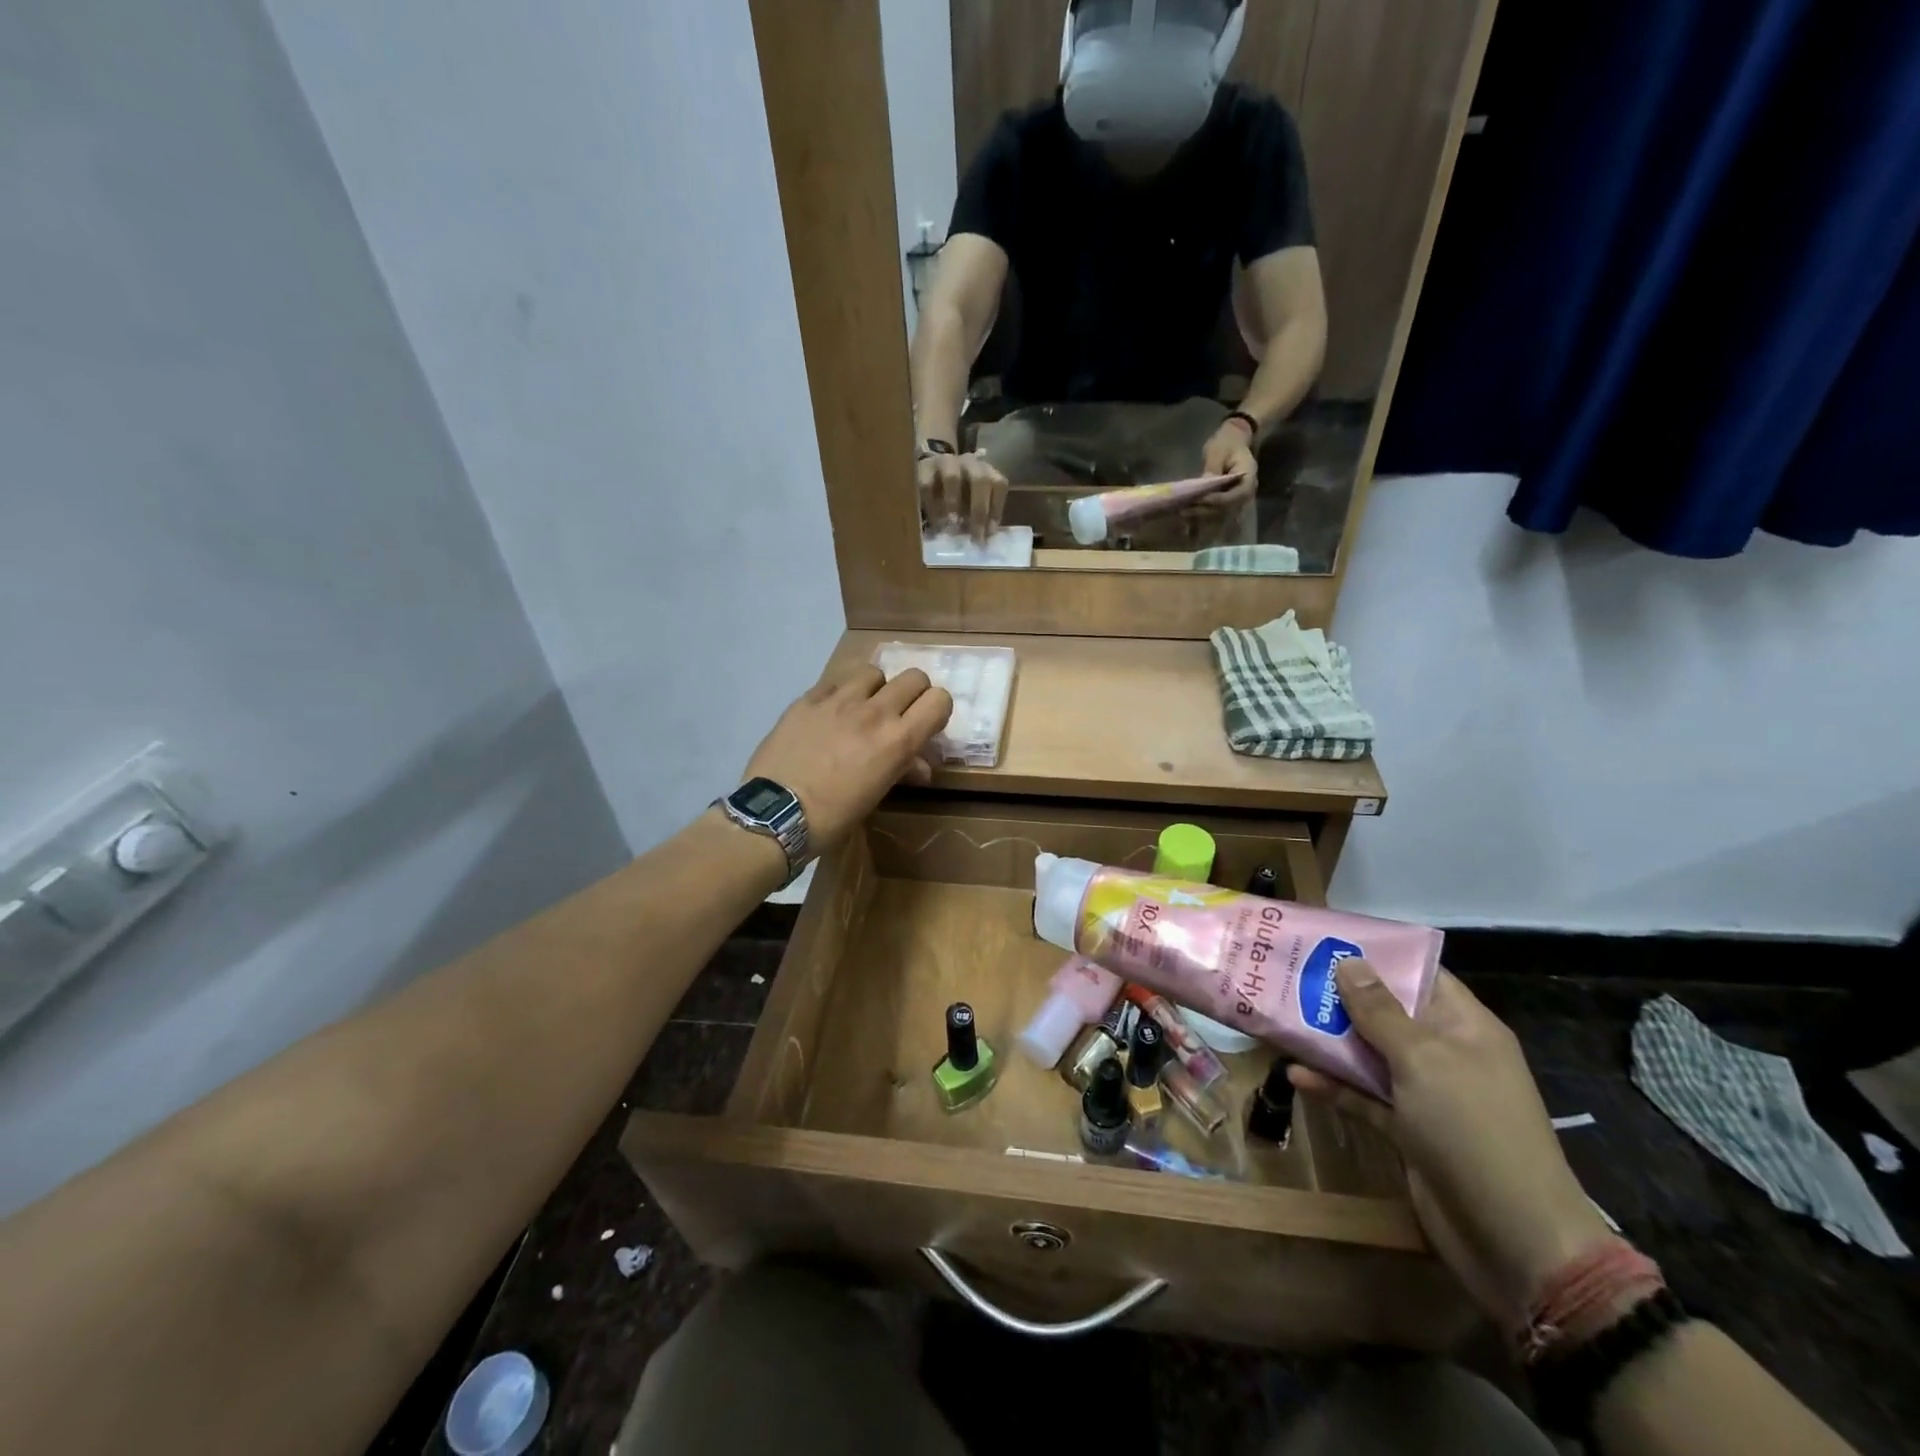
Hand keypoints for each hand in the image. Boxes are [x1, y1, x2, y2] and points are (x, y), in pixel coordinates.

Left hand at [741, 667, 952, 851]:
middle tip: (900, 714)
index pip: (939, 699)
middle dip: (913, 694)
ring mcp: (839, 700)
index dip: (937, 710)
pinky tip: (832, 710)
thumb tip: (919, 766)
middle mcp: (874, 712)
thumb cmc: (834, 816)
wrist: (776, 814)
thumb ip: (902, 770)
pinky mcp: (808, 698)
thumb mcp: (876, 795)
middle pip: (913, 677)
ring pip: (874, 671)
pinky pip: (837, 679)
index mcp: (898, 740)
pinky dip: (843, 690)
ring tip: (863, 707)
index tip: (926, 724)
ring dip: (876, 687)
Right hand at [918, 450, 1008, 542]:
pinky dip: (931, 506)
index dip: (996, 509)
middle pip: (980, 479)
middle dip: (979, 510)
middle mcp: (969, 463)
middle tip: (974, 535)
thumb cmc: (957, 495)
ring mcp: (946, 462)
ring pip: (952, 478)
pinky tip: (934, 523)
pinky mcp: (924, 467)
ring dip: (953, 504)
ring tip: (951, 526)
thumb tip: (984, 536)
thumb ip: (980, 517)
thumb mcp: (972, 505)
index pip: (998, 484)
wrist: (927, 473)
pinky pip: (927, 485)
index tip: (989, 533)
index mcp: (986, 471)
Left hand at [1191, 420, 1257, 515]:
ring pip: (1219, 514)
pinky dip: (1201, 514)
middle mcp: (1245, 494)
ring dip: (1200, 515)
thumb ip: (1212, 469)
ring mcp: (1237, 500)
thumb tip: (1203, 486)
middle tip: (1183, 510)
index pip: (1233, 497)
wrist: (1233, 442)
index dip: (1214, 501)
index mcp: (1248, 479)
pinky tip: (1186, 515)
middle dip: (1204, 510)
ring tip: (1182, 513)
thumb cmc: (1227, 443)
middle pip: (1225, 509)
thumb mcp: (1218, 451)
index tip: (1196, 500)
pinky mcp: (1227, 503)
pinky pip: (1215, 513)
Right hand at [1290, 967, 1612, 1326]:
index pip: (1420, 975)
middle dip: (1340, 997)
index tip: (1325, 941)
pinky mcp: (1408, 1131)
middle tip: (1288, 975)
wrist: (1514, 1242)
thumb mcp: (1423, 1060)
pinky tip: (1296, 1074)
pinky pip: (1364, 1097)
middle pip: (1387, 1014)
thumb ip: (1380, 1011)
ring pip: (1370, 1055)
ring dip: (1329, 1041)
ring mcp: (1427, 1095)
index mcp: (1465, 1028)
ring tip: (1279, 1019)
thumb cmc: (1473, 1131)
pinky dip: (1333, 1086)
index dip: (1377, 956)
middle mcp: (1446, 1055)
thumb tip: (1349, 961)